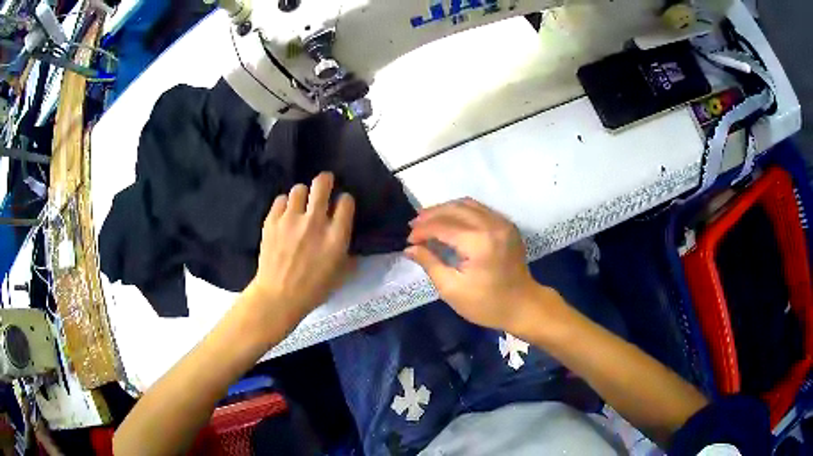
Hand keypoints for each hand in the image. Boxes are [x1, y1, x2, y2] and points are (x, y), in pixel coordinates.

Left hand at [248, 172, 354, 326]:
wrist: (278, 296)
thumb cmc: (313, 290)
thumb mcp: (340, 276)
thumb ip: (349, 257)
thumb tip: (350, 247)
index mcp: (336, 236)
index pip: (346, 202)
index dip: (345, 200)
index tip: (342, 204)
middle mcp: (315, 222)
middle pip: (322, 185)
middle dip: (325, 180)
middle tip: (325, 182)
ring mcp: (291, 219)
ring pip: (299, 189)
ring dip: (303, 194)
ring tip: (301, 203)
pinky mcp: (272, 221)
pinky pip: (281, 200)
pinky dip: (285, 204)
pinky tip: (285, 214)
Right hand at [406, 198, 554, 332]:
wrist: (523, 306)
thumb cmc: (487, 304)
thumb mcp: (452, 289)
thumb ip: (430, 264)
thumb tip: (410, 248)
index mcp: (478, 242)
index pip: (442, 226)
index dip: (422, 230)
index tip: (408, 240)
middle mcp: (492, 225)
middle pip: (454, 208)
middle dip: (430, 215)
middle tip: (413, 226)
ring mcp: (502, 222)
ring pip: (467, 204)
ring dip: (445, 209)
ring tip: (428, 221)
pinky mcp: (507, 225)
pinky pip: (480, 209)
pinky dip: (461, 211)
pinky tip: (450, 221)